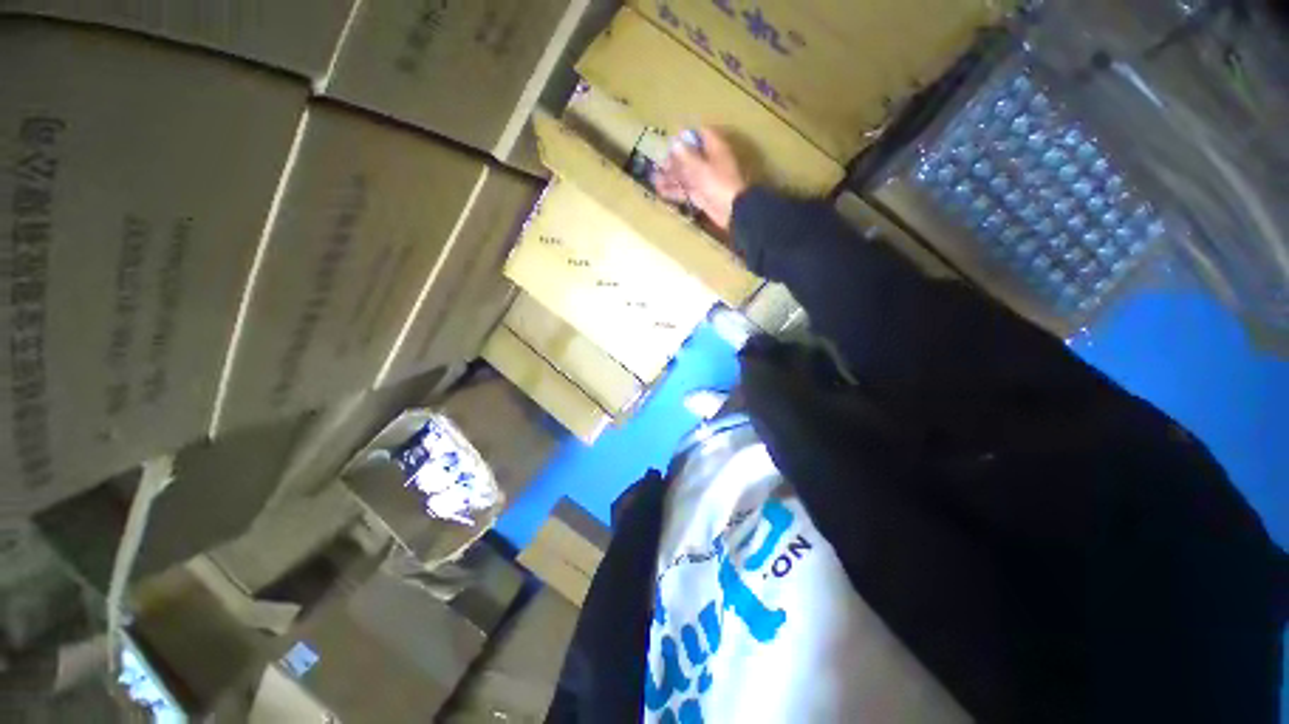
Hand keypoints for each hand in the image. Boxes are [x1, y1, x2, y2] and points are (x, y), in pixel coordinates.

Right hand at [652, 127, 748, 231]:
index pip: (701, 134)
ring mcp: (706, 179)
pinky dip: (674, 190)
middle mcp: (710, 161)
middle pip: (690, 156)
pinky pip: (686, 190)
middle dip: (674, 160)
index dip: (686, 136)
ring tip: (655, 179)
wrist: (732, 210)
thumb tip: (675, 143)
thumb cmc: (719, 183)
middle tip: (660, 164)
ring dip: (671, 177)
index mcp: (715, 148)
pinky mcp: (702, 195)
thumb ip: (686, 156)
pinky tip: (661, 191)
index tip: (672, 141)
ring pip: (686, 174)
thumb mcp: (701, 167)